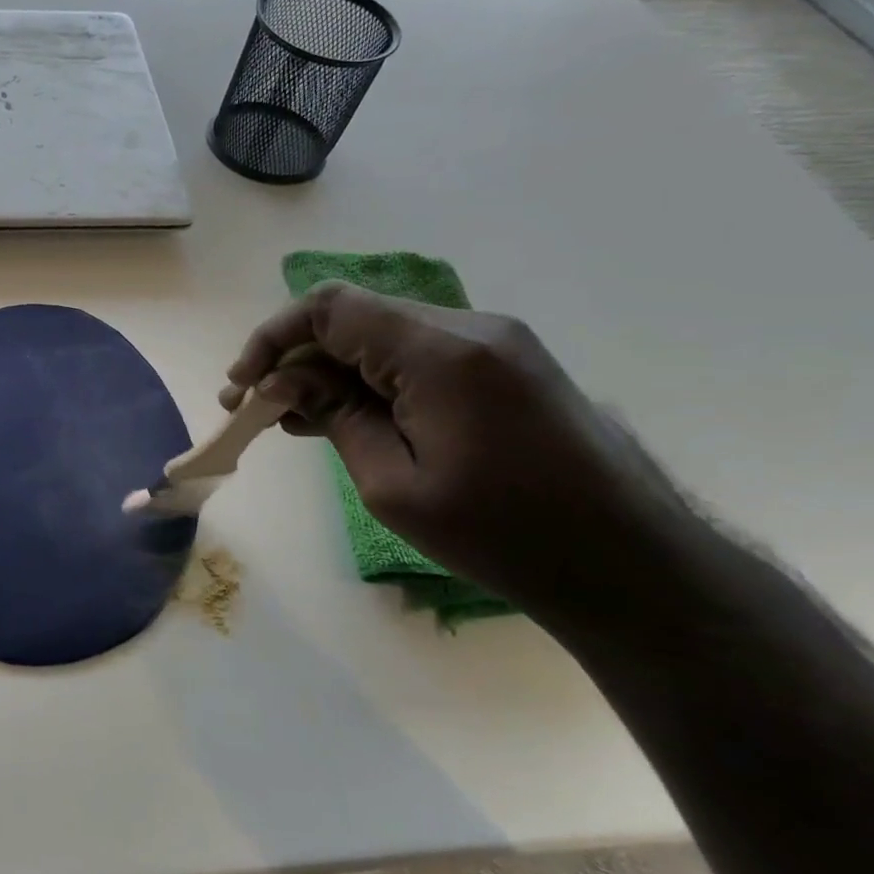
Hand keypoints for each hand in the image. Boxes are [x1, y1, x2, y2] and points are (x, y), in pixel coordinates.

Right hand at [224, 282, 693, 611]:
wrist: (631, 565)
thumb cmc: (503, 535)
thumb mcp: (393, 485)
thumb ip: (333, 417)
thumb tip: (281, 382)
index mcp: (443, 352)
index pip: (332, 308)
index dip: (273, 337)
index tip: (243, 386)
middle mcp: (471, 328)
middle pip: (354, 317)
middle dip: (295, 358)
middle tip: (255, 409)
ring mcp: (494, 343)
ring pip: (382, 335)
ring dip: (330, 371)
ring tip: (290, 419)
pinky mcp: (505, 365)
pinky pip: (416, 355)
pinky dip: (371, 379)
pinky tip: (342, 416)